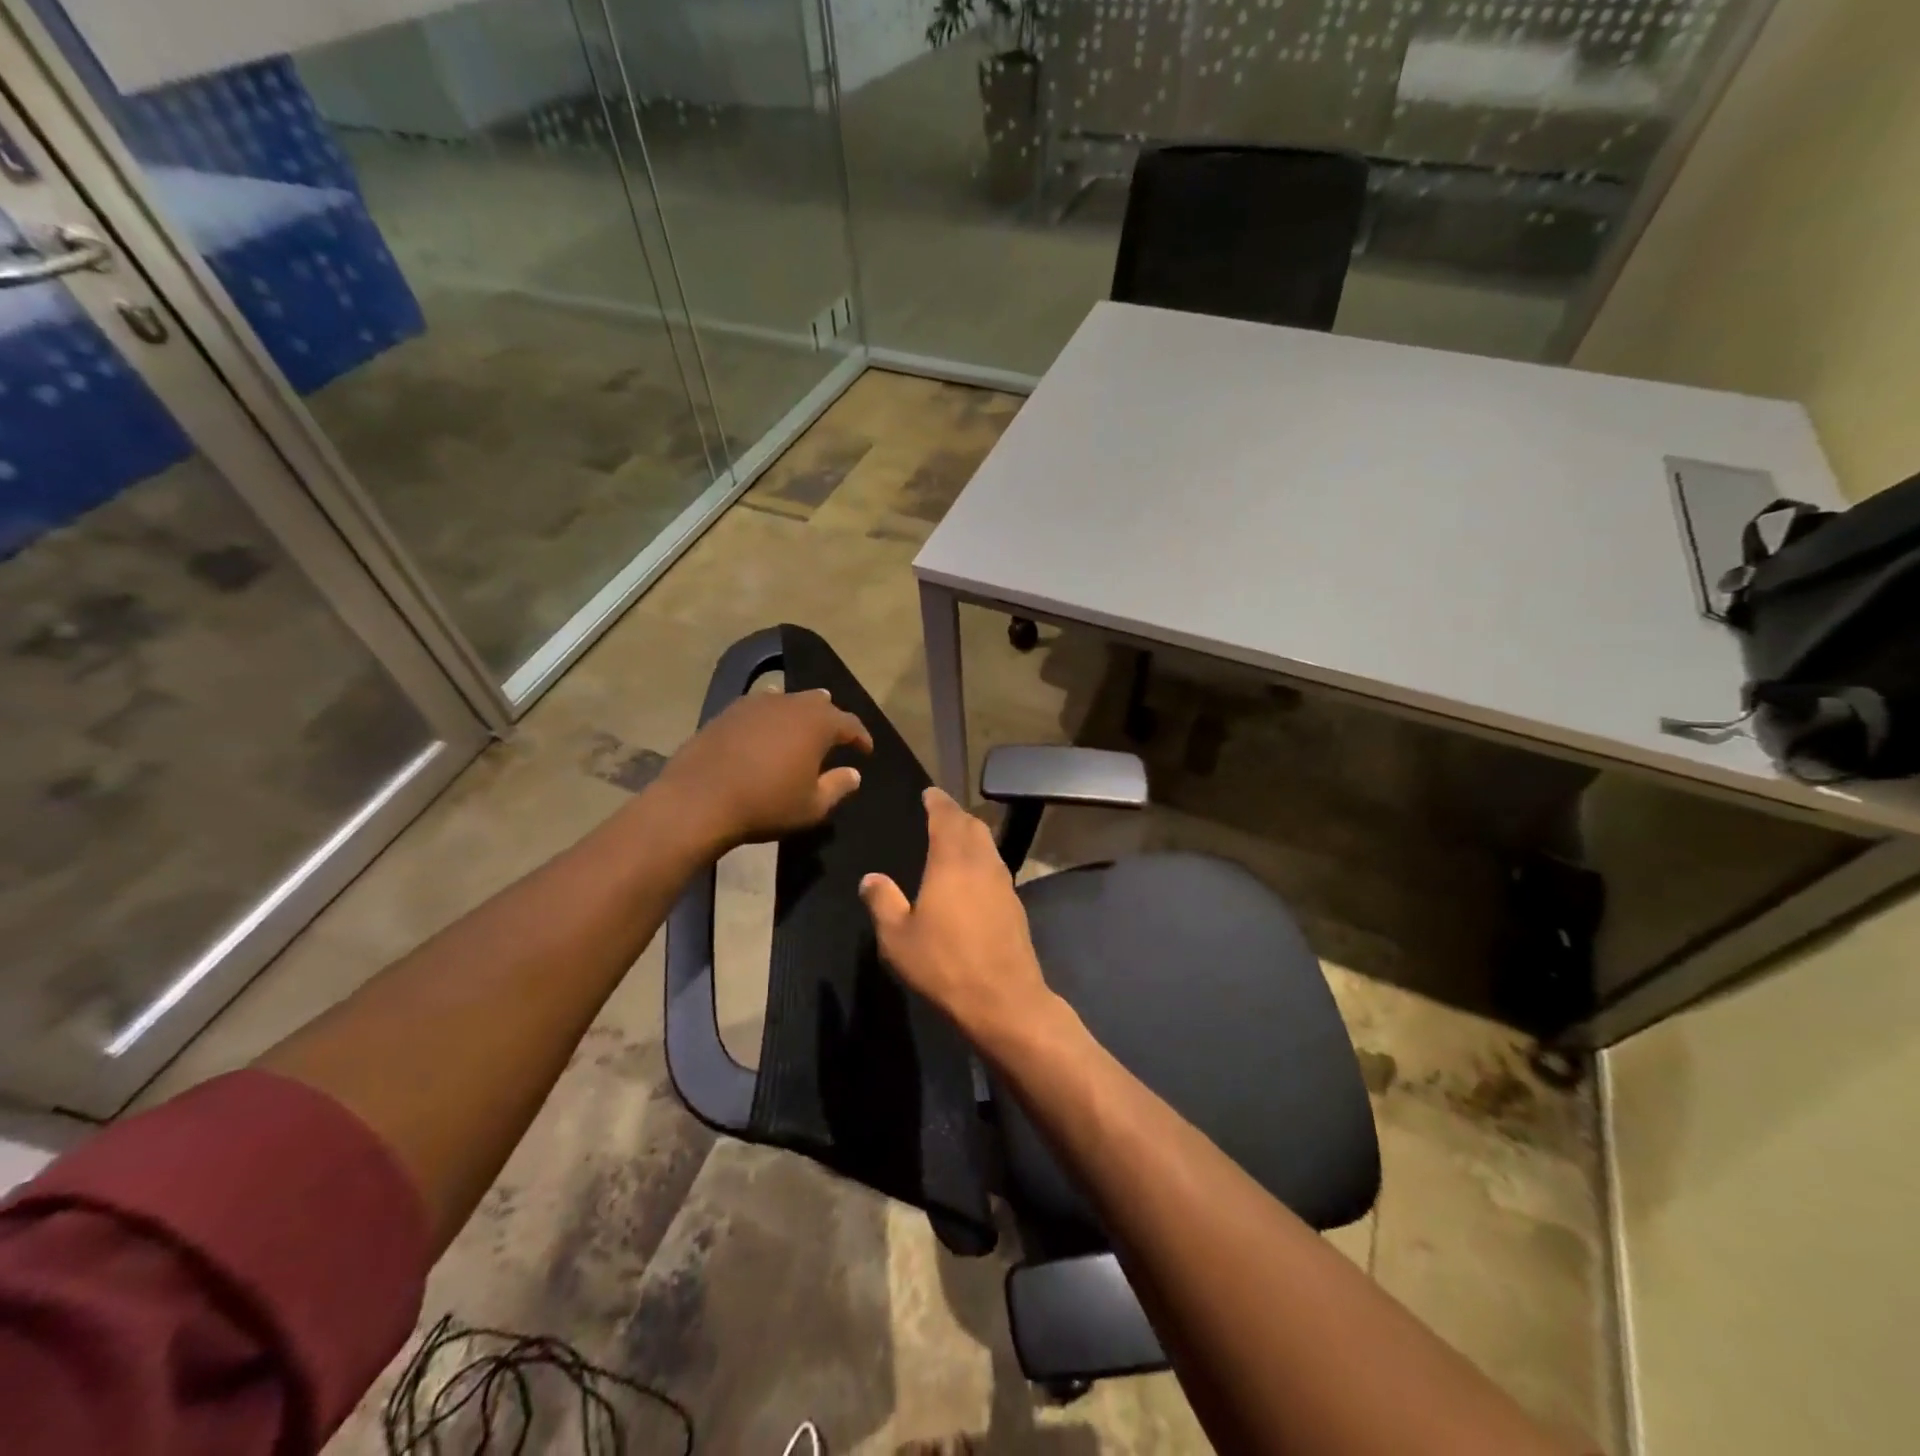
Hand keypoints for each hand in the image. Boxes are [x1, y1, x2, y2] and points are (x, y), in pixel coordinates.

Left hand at [657, 688, 872, 851]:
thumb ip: (837, 786)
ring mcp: (756, 703)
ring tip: (802, 726)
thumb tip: (853, 774)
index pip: (850, 723)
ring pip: (788, 700)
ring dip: (799, 713)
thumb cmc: (766, 804)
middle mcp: (791, 704)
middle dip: (831, 717)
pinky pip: (760, 707)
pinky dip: (770, 716)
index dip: (861, 737)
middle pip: (819, 703)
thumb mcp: (811, 806)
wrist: (700, 799)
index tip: (866, 751)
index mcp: (818, 723)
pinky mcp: (728, 712)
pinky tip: (765, 727)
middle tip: (836, 734)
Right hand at [860, 787, 1057, 1051]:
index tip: (929, 794)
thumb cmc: (944, 964)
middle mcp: (982, 863)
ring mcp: (1004, 884)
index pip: (947, 817)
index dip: (938, 802)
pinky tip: (972, 878)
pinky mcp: (1015, 905)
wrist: (1003, 999)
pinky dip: (981, 860)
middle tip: (939, 814)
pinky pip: (996, 868)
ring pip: (988, 846)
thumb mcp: (897, 938)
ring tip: (954, 841)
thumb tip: (871, 878)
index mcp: (952, 861)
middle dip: (956, 815)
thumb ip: (882, 902)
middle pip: (973, 826)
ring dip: (972, 836)